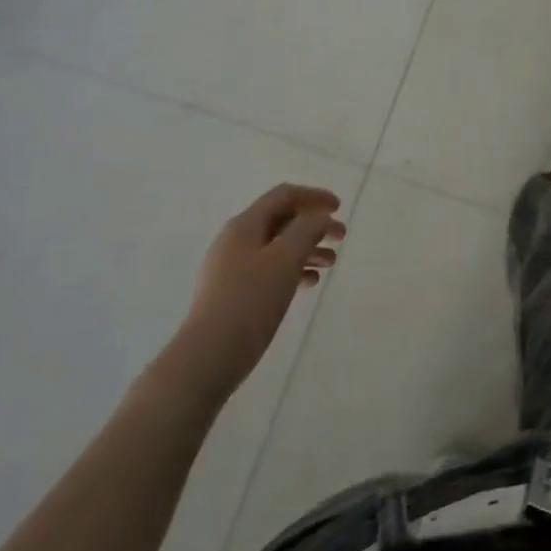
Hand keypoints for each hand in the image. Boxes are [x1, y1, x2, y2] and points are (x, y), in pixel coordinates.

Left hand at [170, 184, 345, 400]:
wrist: (209, 355)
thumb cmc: (251, 301)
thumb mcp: (285, 258)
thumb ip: (307, 229)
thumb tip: (319, 216)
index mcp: (245, 225)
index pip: (283, 196)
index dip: (314, 197)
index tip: (340, 208)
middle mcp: (236, 240)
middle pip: (281, 220)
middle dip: (314, 225)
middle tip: (341, 238)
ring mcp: (232, 267)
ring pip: (277, 247)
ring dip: (307, 249)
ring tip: (331, 263)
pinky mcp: (233, 293)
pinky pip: (269, 270)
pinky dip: (293, 270)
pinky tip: (309, 283)